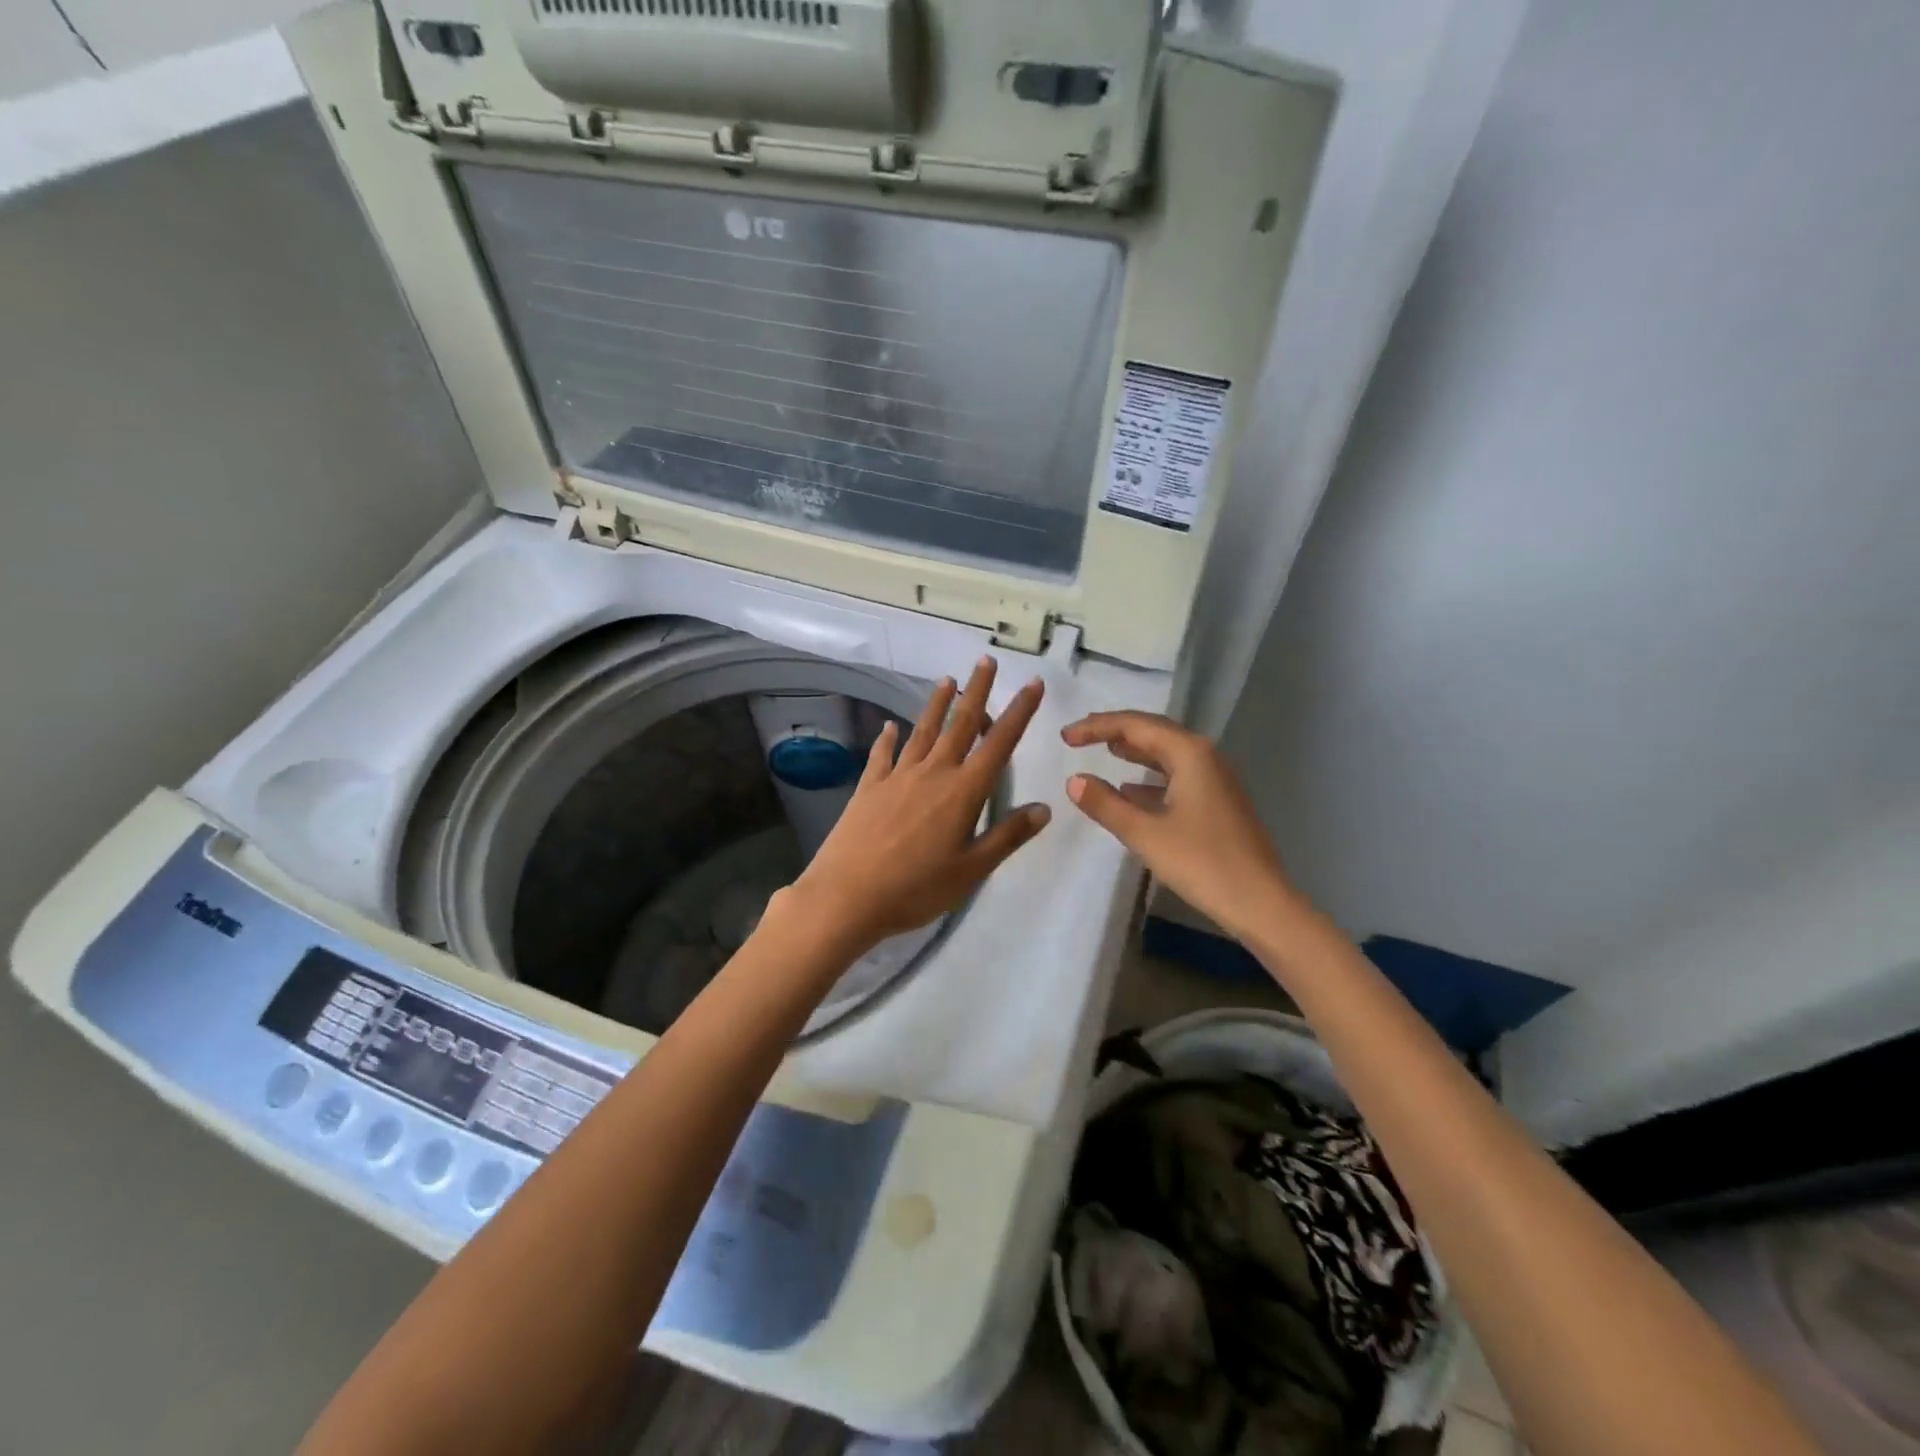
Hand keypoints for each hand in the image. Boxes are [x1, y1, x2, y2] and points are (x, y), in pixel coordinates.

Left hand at [779, 657, 1051, 957]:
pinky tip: (889, 727)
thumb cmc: (916, 889)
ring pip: (922, 731)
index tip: (1032, 684)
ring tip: (947, 681)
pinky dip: (888, 738)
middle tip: (985, 662)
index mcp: (963, 792)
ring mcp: (897, 777)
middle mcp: (932, 773)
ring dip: (936, 705)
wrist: (846, 896)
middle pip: (959, 725)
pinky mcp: (869, 787)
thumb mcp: (972, 870)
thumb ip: (1007, 836)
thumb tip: (1044, 808)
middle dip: (976, 692)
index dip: (1019, 712)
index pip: (999, 744)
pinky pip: (883, 755)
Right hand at [1061, 712, 1296, 940]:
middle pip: (1153, 731)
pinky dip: (1150, 776)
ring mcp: (1215, 779)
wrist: (1260, 903)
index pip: (1135, 725)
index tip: (1065, 737)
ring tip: (1104, 750)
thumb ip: (1106, 804)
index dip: (1096, 727)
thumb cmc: (1201, 863)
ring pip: (1167, 753)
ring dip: (1134, 750)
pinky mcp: (1218, 801)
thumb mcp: (1145, 833)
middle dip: (1115, 730)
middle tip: (1080, 735)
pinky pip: (1177, 775)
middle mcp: (1205, 756)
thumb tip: (1074, 780)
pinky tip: (1131, 789)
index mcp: (1189, 753)